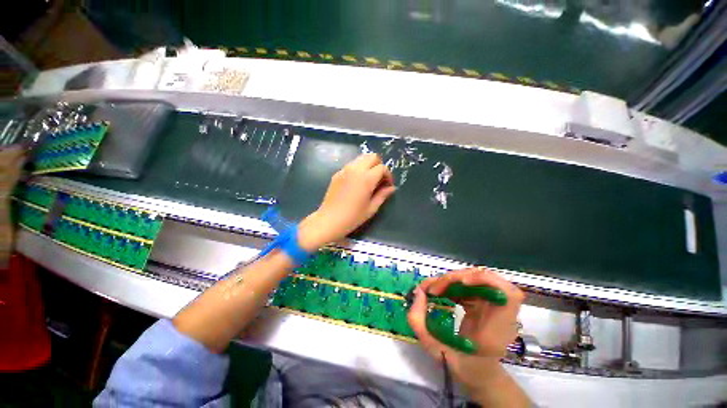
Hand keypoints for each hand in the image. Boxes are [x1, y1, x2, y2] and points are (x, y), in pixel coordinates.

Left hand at [298, 153, 394, 250]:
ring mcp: (344, 170)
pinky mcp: (337, 173)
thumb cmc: (353, 217)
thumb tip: (392, 188)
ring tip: (369, 180)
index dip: (388, 175)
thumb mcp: (371, 208)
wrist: (329, 220)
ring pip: (361, 158)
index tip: (388, 185)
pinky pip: (351, 165)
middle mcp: (355, 169)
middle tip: (379, 179)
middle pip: (372, 156)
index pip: (382, 168)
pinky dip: (358, 168)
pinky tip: (357, 183)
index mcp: (366, 178)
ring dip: (368, 165)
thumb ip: (383, 195)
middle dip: (379, 165)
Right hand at [407, 268, 525, 400]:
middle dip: (455, 279)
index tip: (460, 283)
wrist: (480, 375)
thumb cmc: (464, 368)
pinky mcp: (486, 303)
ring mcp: (495, 306)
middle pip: (486, 280)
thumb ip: (419, 323)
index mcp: (498, 329)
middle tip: (432, 289)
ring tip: (432, 290)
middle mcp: (502, 314)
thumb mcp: (437, 350)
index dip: (486, 281)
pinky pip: (470, 286)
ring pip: (476, 279)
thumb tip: (417, 292)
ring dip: (451, 280)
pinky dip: (453, 285)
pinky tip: (441, 293)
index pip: (509, 294)